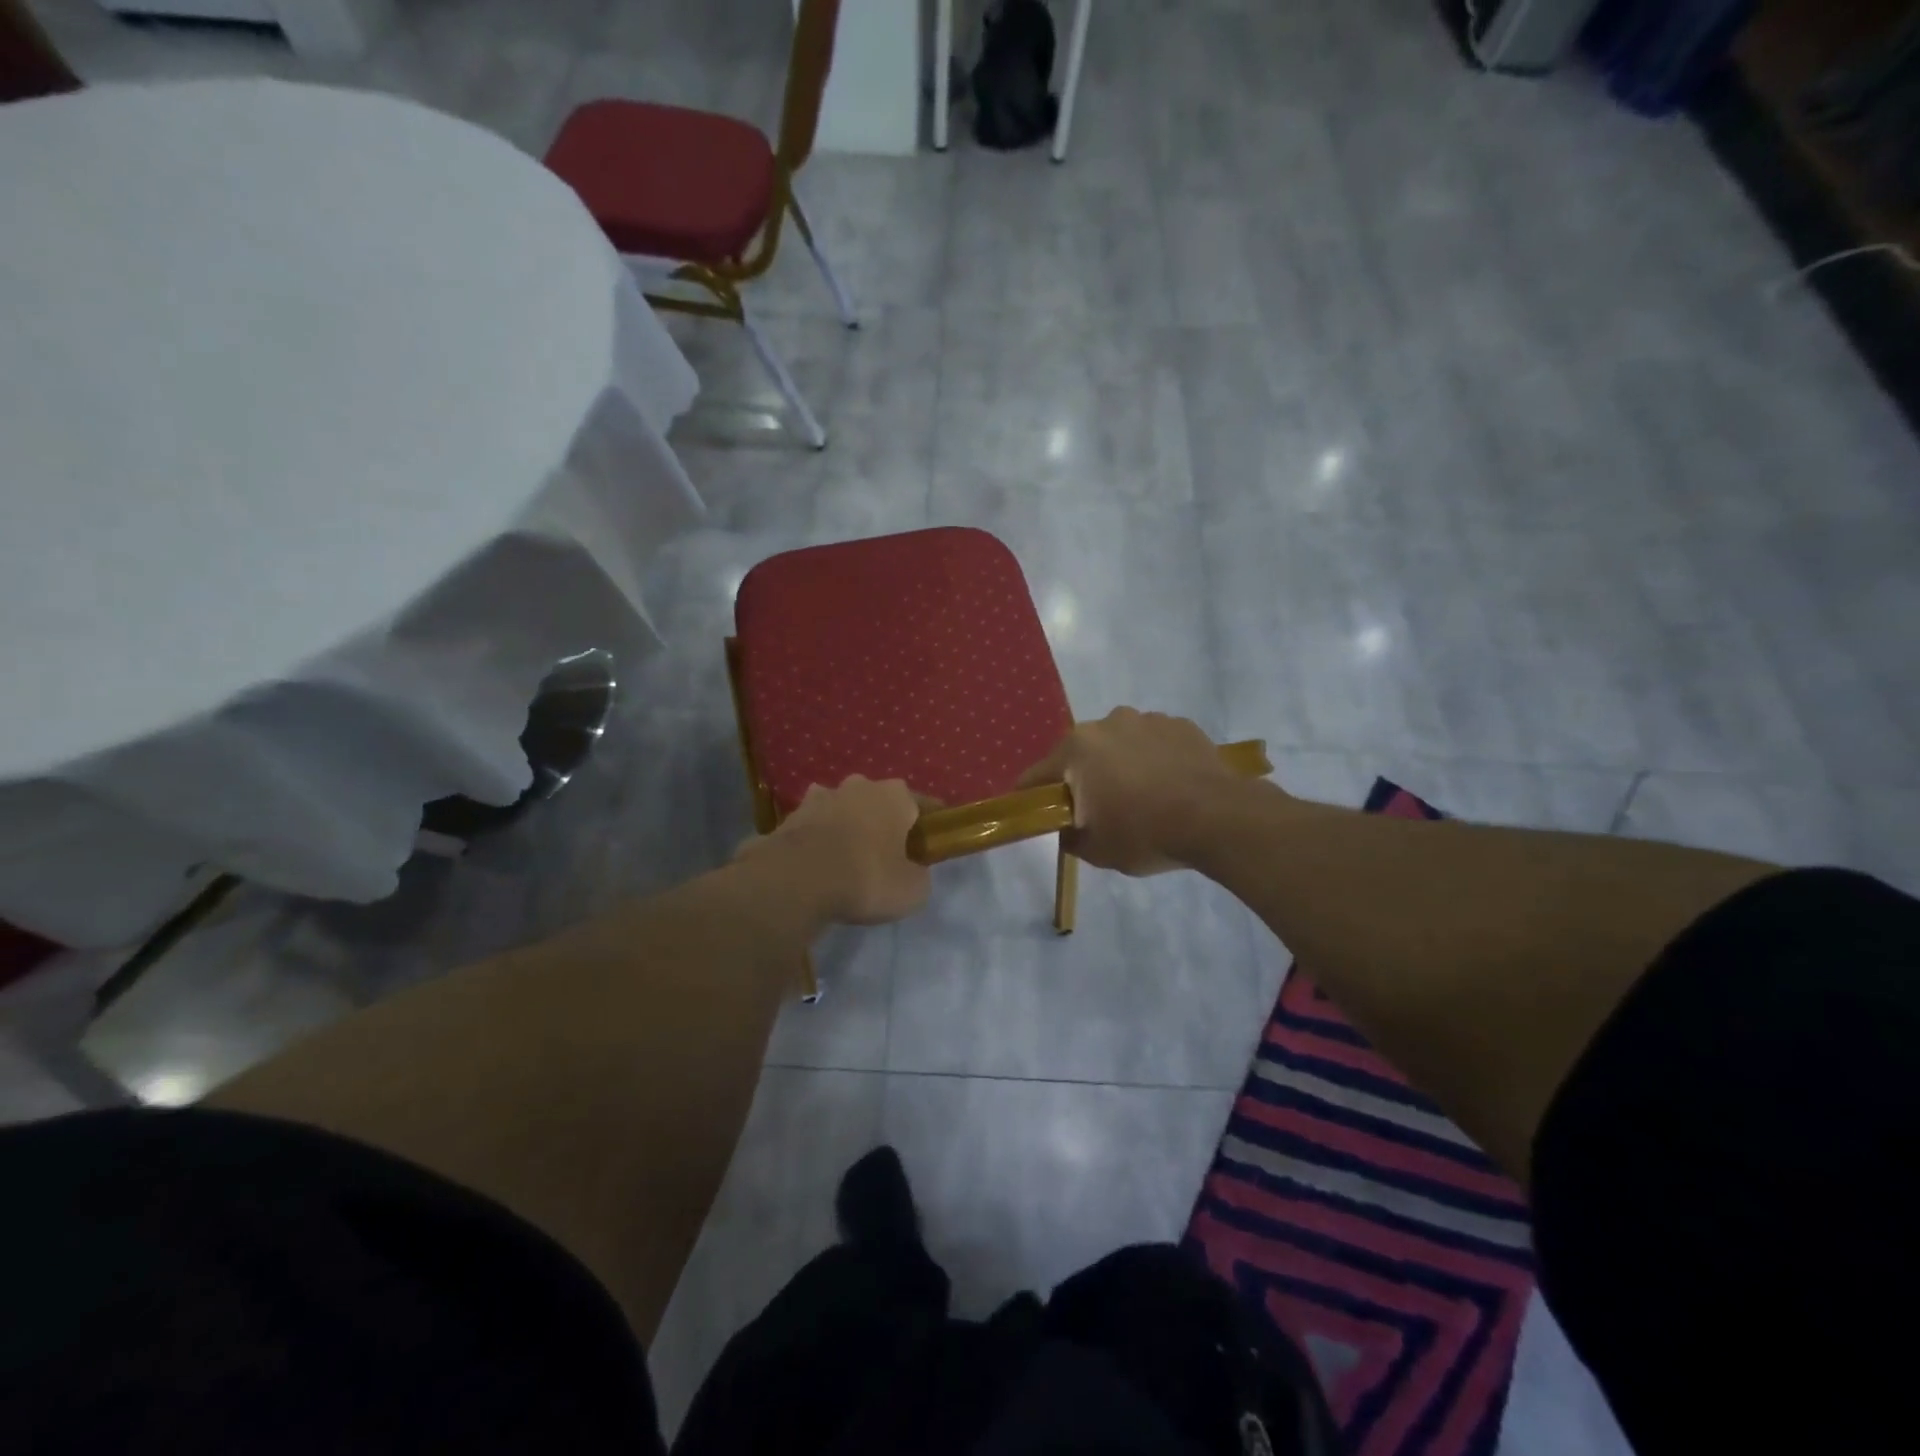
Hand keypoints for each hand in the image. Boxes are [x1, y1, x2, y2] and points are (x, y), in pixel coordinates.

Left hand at [737, 776, 929, 925]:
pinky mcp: (790, 815)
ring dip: (847, 827)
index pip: (922, 804)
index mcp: (895, 796)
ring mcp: (821, 797)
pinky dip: (818, 841)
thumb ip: (918, 875)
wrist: (796, 880)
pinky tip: (817, 865)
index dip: (929, 825)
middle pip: (879, 802)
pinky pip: (814, 827)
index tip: (931, 844)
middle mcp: (860, 786)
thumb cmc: (867, 878)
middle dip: (883, 823)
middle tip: (886, 855)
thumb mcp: (912, 890)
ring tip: (847, 860)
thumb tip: (912, 871)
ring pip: (843, 810)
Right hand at [1018, 708, 1255, 874]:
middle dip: (1083, 778)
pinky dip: (1154, 759)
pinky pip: (1155, 743)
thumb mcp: (1095, 850)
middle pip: (1081, 754)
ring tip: (1143, 797)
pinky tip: (1170, 785)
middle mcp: (1107, 723)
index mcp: (1077, 749)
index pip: (1037, 775)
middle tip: (1099, 809)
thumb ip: (1069, 835)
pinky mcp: (1181, 724)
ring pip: (1120, 744)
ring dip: (1121, 765)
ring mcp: (1147, 719)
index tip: (1038, 814)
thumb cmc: (1145, 832)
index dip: (1032, 797)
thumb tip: (1068, 826)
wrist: (1217, 818)